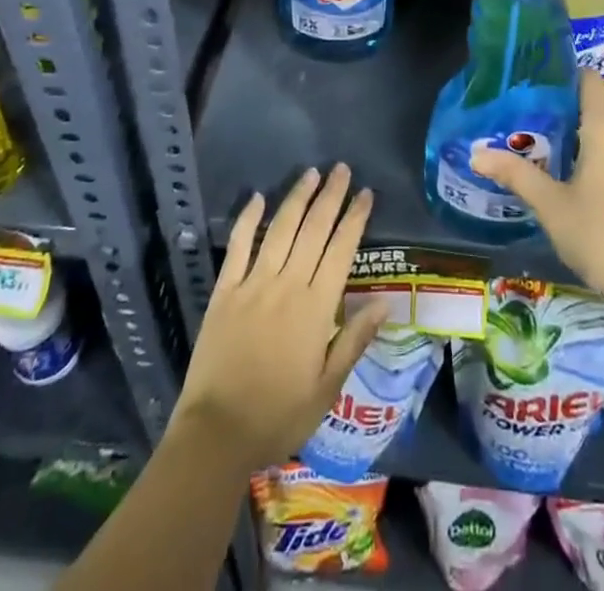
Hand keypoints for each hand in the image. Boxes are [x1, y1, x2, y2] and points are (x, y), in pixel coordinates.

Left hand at [173, 164, 388, 468]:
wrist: (216, 434)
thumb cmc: (279, 416)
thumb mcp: (327, 388)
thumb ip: (355, 339)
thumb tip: (386, 302)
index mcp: (315, 308)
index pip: (341, 250)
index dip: (355, 219)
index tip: (366, 194)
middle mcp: (287, 285)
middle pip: (313, 230)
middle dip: (330, 196)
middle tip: (342, 169)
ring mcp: (253, 284)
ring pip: (280, 229)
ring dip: (297, 198)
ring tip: (311, 173)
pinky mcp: (224, 291)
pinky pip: (238, 246)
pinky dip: (248, 219)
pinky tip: (257, 197)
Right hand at [471, 71, 603, 323]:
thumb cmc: (601, 238)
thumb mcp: (551, 206)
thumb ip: (515, 174)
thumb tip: (476, 154)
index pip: (588, 79)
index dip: (562, 76)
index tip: (534, 85)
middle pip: (596, 106)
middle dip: (563, 113)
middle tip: (526, 124)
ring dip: (582, 138)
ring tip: (544, 151)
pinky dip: (601, 156)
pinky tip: (577, 179)